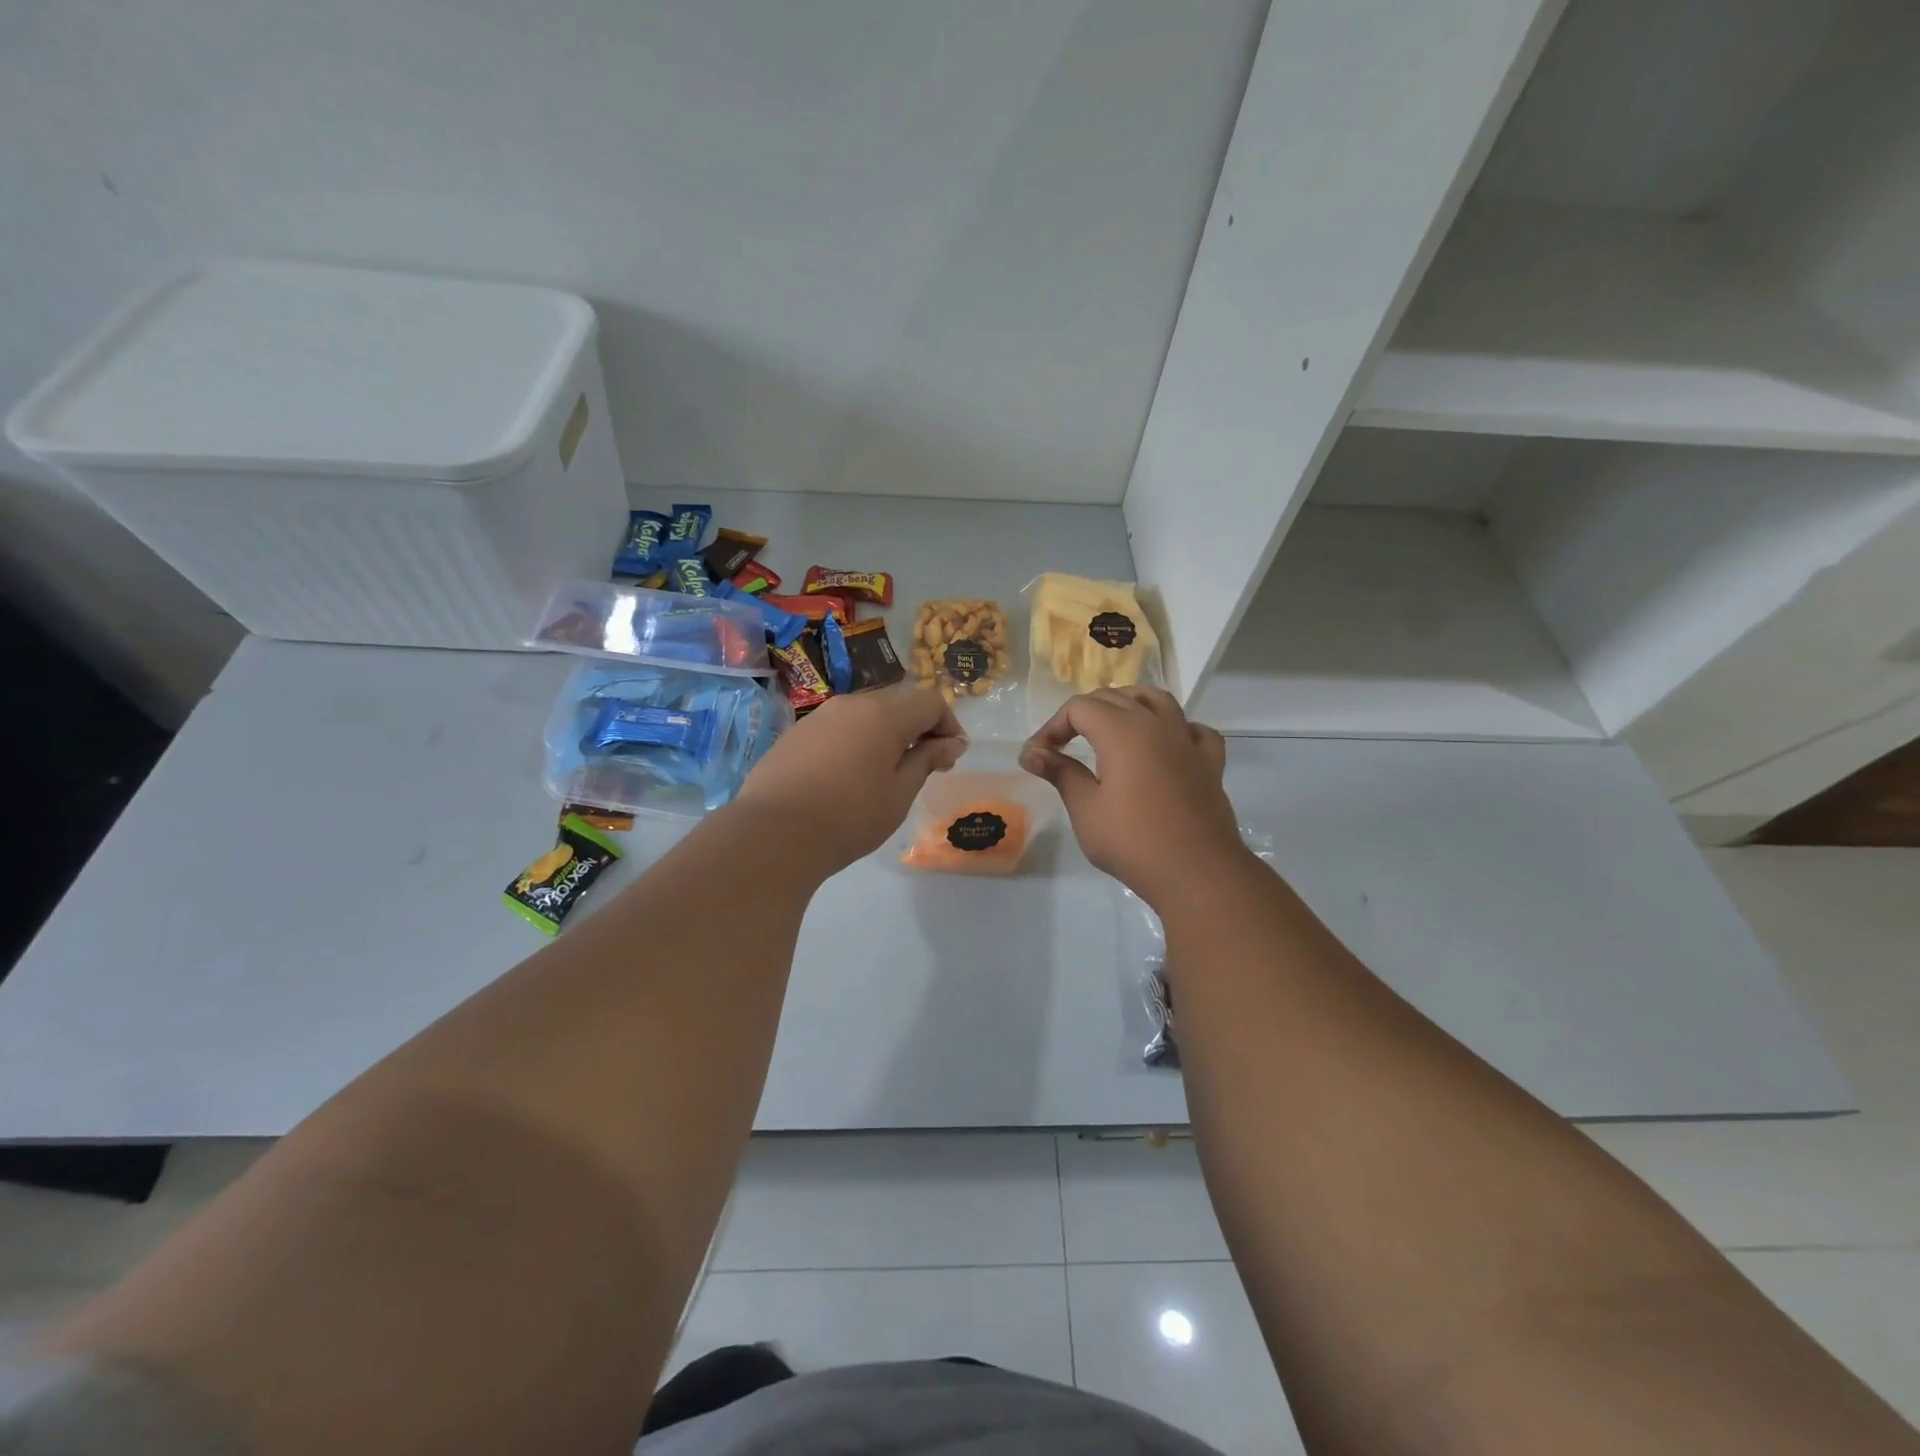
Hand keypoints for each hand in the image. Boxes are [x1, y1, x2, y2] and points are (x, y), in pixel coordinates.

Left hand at [735, 685, 966, 871]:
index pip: (930, 701)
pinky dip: (856, 741)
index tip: (951, 756)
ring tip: (887, 771)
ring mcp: (819, 716)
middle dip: (919, 727)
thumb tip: (951, 743)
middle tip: (925, 764)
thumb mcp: (899, 794)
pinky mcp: (796, 733)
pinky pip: (838, 727)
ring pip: (865, 713)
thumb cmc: (849, 817)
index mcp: (883, 714)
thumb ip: (926, 760)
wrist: (773, 833)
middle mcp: (852, 704)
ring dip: (886, 733)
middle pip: (897, 702)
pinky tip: (849, 775)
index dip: (949, 725)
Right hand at [1019, 687, 1242, 906]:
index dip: (1053, 726)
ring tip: (1113, 726)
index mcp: (1122, 731)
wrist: (1195, 872)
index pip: (1080, 708)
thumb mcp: (1085, 809)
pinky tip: (1167, 745)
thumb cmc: (1132, 841)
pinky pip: (1194, 730)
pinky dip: (1177, 729)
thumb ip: (1060, 773)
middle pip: (1115, 698)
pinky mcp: (1210, 762)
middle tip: (1064, 745)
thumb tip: (1031, 753)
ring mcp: (1187, 740)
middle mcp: (1156, 724)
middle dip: (1083, 714)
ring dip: (1129, 705)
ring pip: (1157, 701)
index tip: (1039, 754)